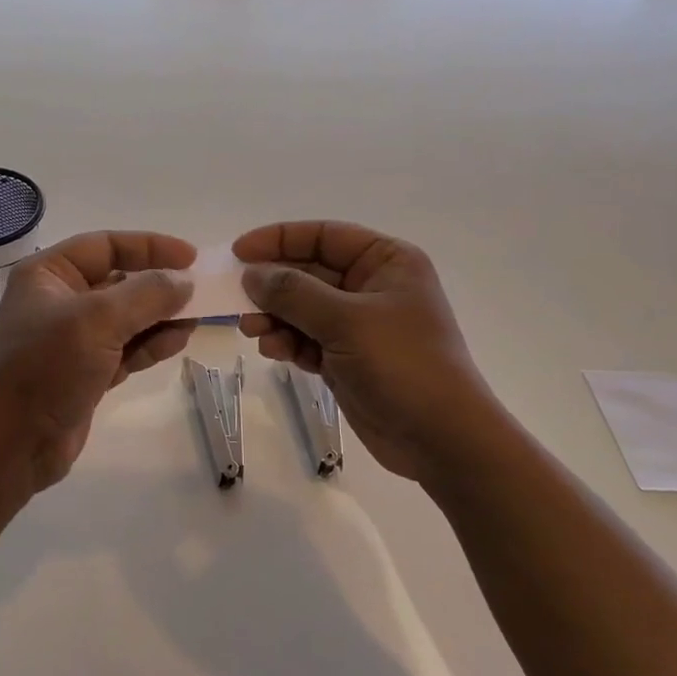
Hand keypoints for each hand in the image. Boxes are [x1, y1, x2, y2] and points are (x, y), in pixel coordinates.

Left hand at [0, 231, 195, 494]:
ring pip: (127, 318)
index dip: (149, 246)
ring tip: (197, 318)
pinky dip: (151, 344)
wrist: (11, 446)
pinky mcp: (86, 372)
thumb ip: (146, 295)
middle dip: (159, 285)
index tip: (191, 257)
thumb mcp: (97, 321)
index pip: (106, 245)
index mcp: (49, 274)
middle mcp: (59, 300)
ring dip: (161, 316)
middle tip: (202, 291)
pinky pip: (126, 348)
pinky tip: (179, 341)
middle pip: (119, 281)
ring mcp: (73, 340)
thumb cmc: (46, 368)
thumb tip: (184, 282)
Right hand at [234, 221, 500, 480]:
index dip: (279, 239)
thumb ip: (293, 292)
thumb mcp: (346, 320)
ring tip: (252, 331)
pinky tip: (273, 351)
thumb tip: (251, 274)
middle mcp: (372, 286)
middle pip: (308, 272)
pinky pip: (307, 339)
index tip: (239, 252)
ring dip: (275, 317)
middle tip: (236, 298)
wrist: (441, 439)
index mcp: (386, 261)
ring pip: (302, 308)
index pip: (323, 235)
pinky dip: (288, 342)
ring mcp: (359, 324)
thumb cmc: (403, 364)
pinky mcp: (347, 358)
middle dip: (273, 285)